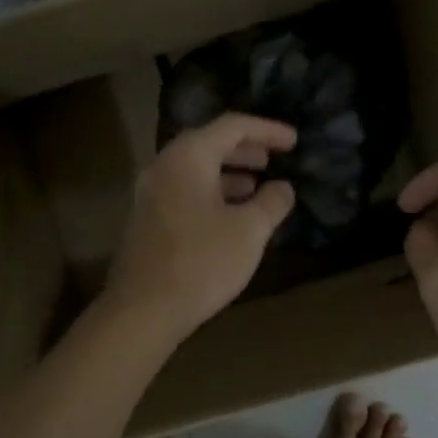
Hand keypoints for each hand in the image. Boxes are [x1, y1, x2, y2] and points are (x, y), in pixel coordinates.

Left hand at [105, 113, 297, 338]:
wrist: (144, 310)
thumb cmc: (202, 263)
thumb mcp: (249, 231)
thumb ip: (272, 202)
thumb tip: (283, 187)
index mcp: (188, 157)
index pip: (232, 127)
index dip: (267, 130)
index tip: (294, 141)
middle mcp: (163, 166)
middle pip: (209, 144)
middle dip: (246, 150)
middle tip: (274, 159)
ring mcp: (150, 194)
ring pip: (195, 171)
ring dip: (229, 174)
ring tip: (258, 187)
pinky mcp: (146, 220)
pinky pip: (184, 191)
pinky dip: (212, 193)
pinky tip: (231, 215)